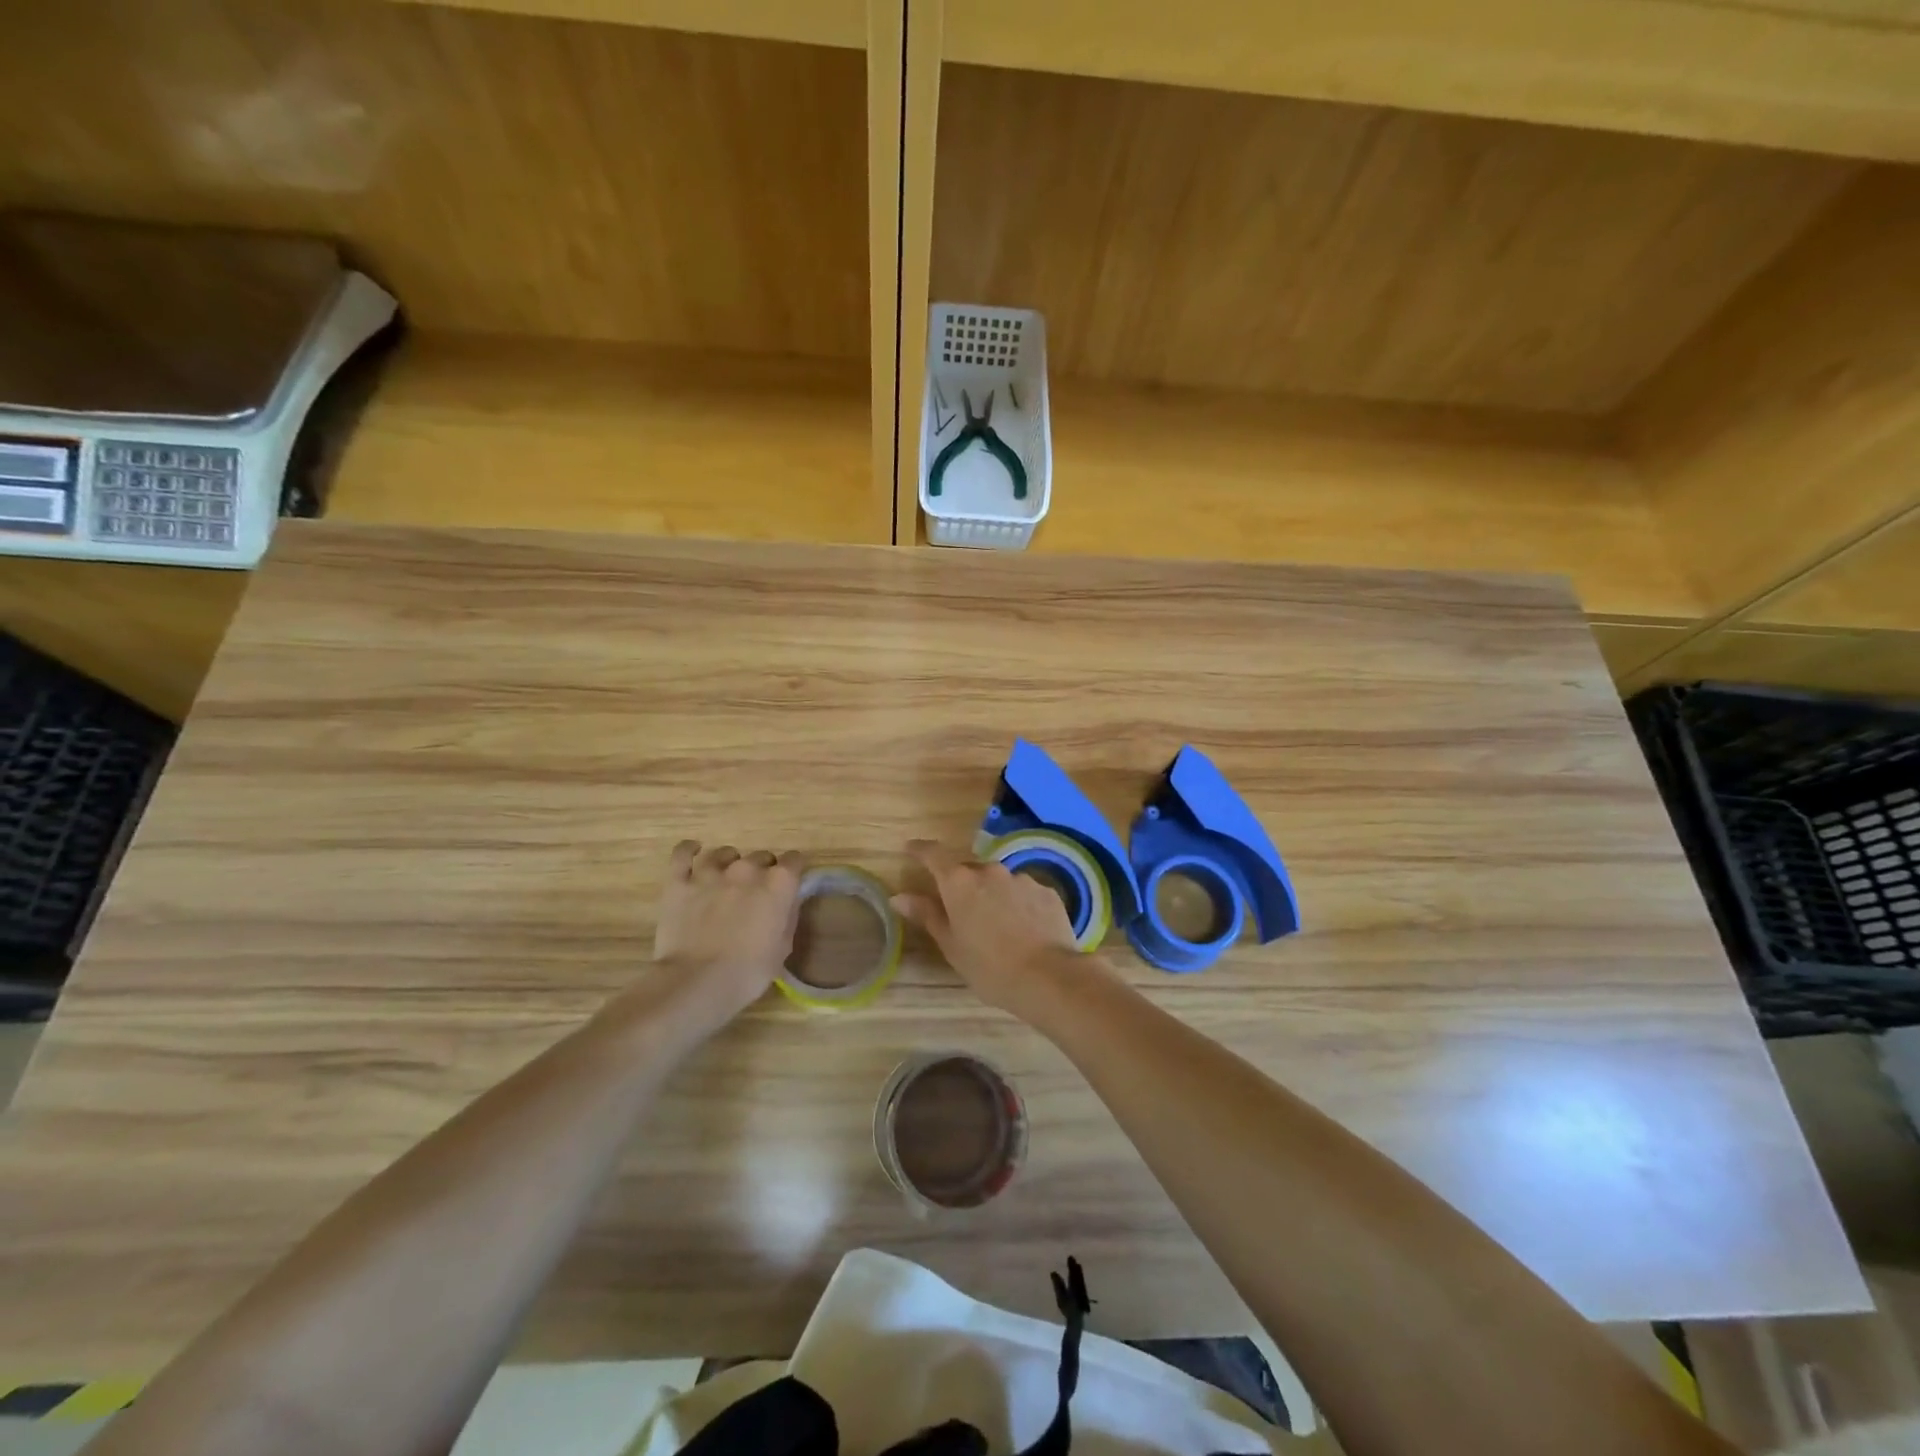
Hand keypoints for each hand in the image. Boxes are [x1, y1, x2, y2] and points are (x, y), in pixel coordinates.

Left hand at [652, 841, 805, 1019]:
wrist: (697, 982)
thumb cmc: (748, 972)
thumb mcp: (782, 947)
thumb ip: (787, 916)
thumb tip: (786, 901)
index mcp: (778, 884)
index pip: (794, 860)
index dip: (793, 871)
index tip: (788, 885)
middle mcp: (747, 869)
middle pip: (761, 856)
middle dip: (762, 871)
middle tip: (755, 894)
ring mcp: (710, 872)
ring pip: (725, 853)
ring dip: (730, 863)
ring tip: (726, 879)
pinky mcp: (679, 882)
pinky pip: (683, 853)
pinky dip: (689, 850)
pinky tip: (693, 852)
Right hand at [891, 838, 1101, 1019]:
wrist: (1048, 977)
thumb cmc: (990, 967)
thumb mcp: (951, 946)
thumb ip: (927, 915)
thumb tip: (899, 896)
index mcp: (960, 883)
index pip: (934, 855)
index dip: (920, 850)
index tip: (911, 849)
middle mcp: (990, 871)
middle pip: (968, 870)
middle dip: (962, 885)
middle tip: (961, 912)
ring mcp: (1021, 878)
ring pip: (999, 881)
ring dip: (993, 895)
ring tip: (997, 927)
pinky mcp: (1046, 891)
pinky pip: (1024, 892)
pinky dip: (1018, 904)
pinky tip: (1024, 930)